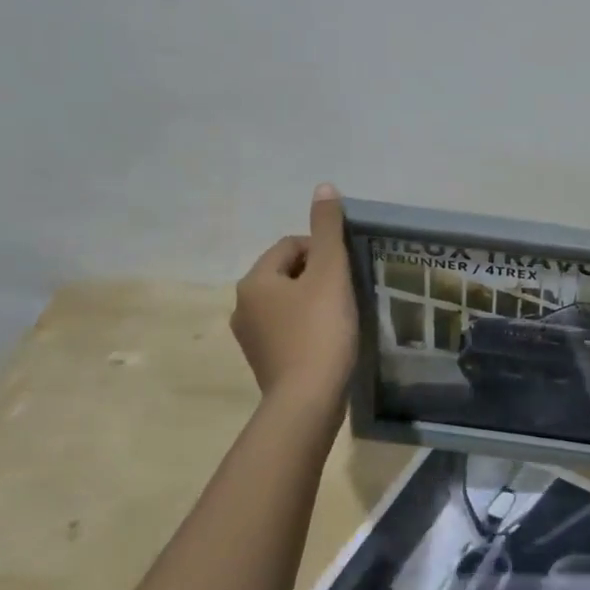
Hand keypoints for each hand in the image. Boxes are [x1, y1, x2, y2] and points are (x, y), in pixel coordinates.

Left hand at [231, 185, 358, 403]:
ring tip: (341, 317)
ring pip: (289, 303)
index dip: (324, 253)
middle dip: (319, 278)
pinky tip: (329, 341)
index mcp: (254, 280)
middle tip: (347, 294)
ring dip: (314, 303)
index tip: (346, 273)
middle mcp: (242, 306)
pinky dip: (308, 328)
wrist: (307, 402)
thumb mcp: (330, 273)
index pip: (291, 246)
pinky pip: (288, 330)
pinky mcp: (264, 362)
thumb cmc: (320, 331)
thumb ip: (328, 229)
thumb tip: (324, 187)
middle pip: (289, 274)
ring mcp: (250, 338)